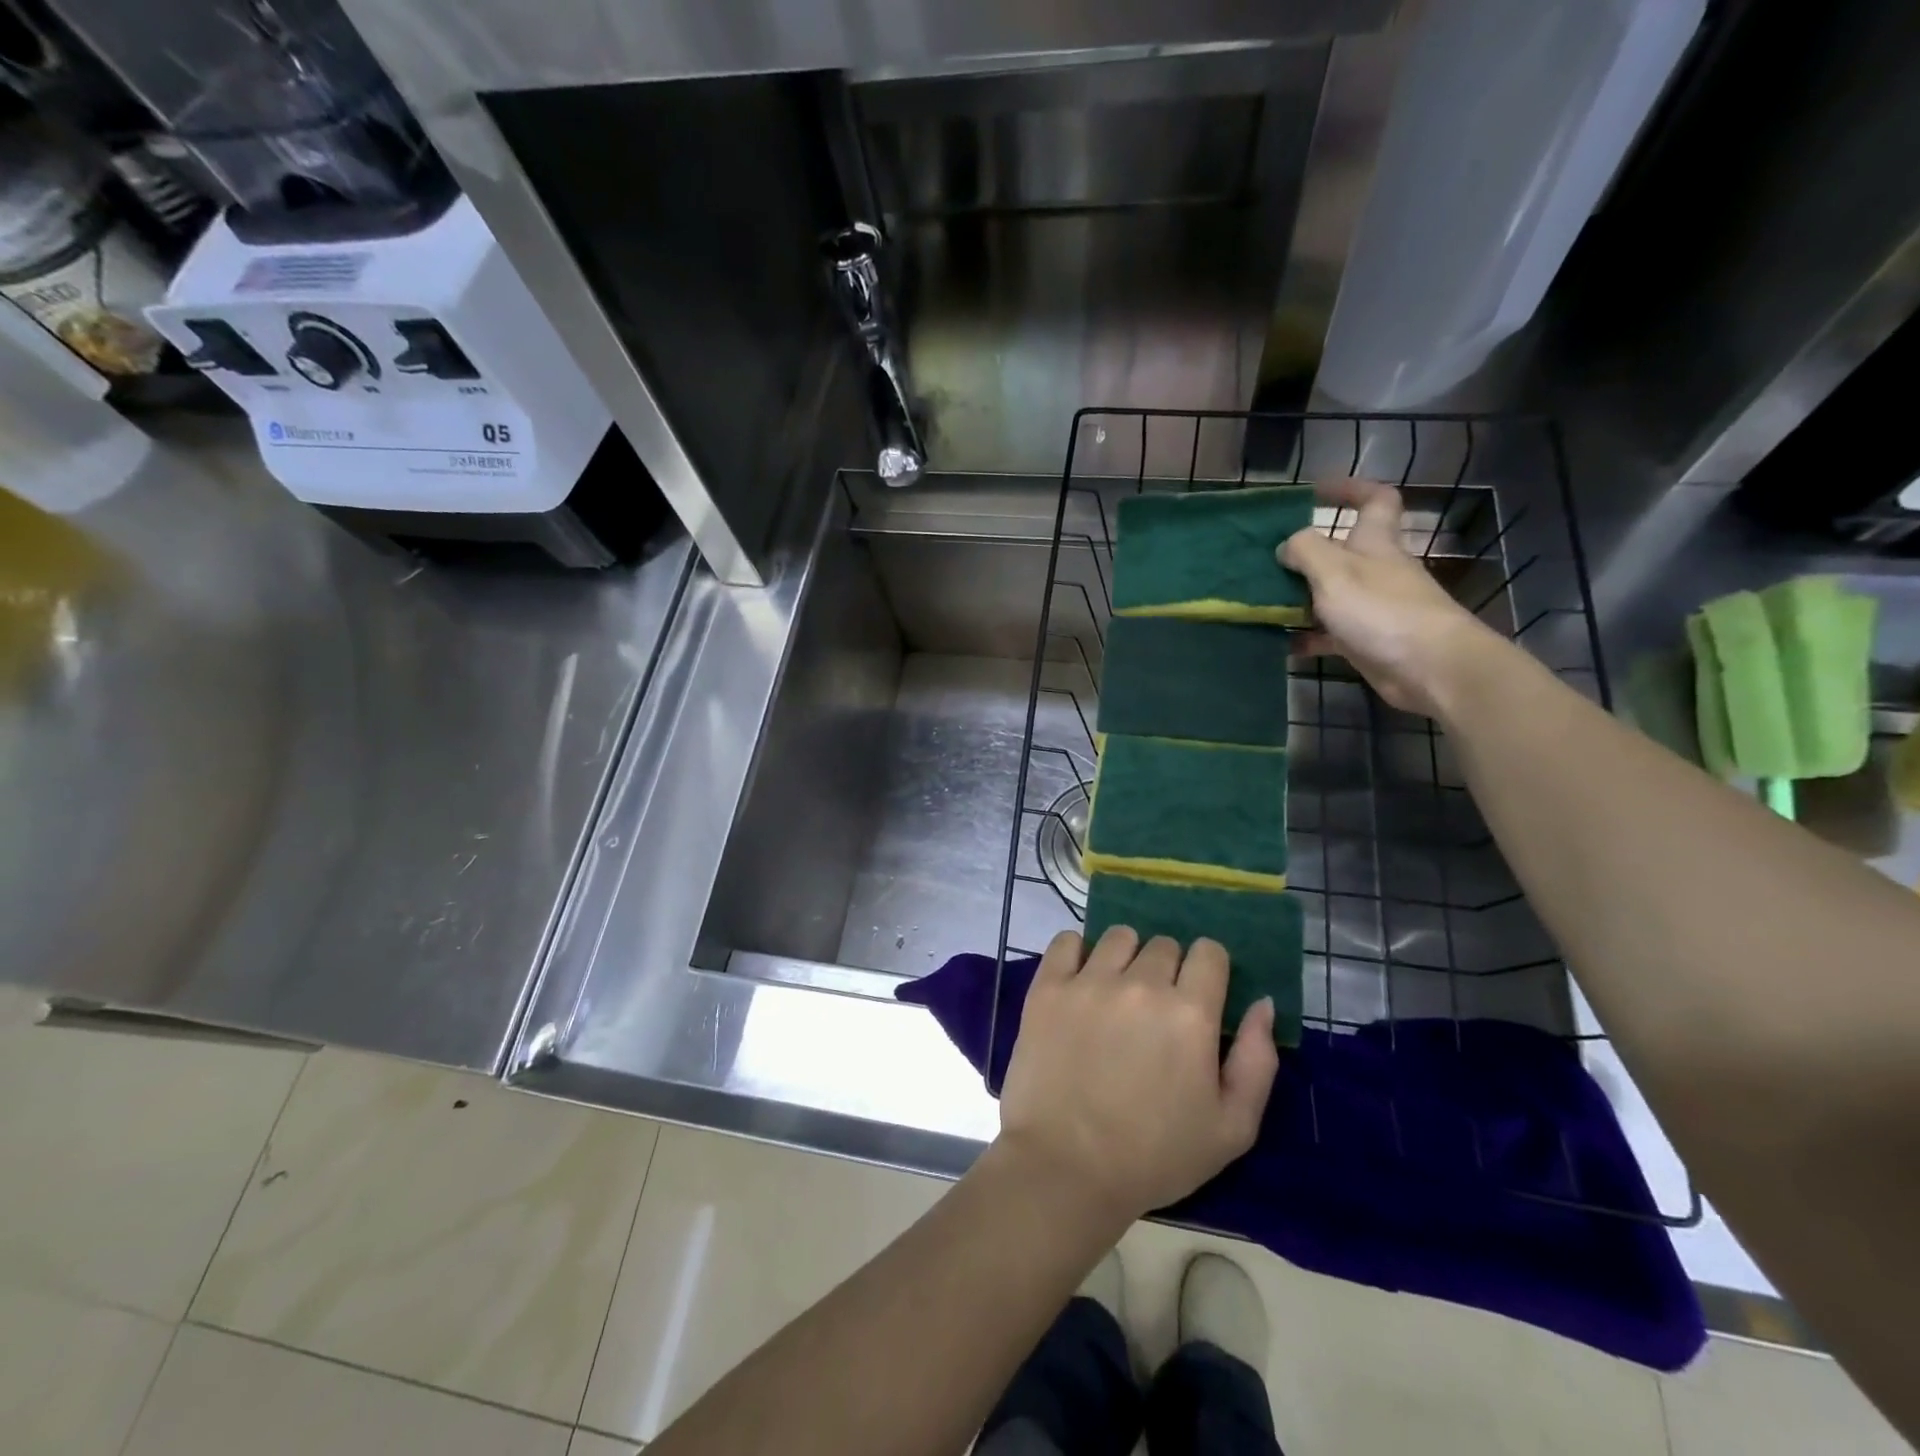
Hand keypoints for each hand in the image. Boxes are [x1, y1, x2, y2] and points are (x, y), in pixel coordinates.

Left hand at [996, 926, 1278, 1226]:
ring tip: (1117, 993)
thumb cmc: (1155, 1156)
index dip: (1208, 970)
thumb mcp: (1232, 1128)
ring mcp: (1089, 982)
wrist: (1065, 1168)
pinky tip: (1079, 979)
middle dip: (1168, 969)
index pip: (1209, 952)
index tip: (1199, 994)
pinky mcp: (1047, 987)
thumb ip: (1258, 1060)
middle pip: (1163, 944)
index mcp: (1190, 1013)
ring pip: (1118, 937)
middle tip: (1156, 1009)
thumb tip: (1264, 1003)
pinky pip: (1065, 941)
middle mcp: (1141, 984)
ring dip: (1125, 957)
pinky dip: (1076, 952)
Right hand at [1280, 477, 1505, 718]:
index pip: (1375, 500)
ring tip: (1262, 602)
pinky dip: (1305, 636)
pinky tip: (1280, 642)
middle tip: (1266, 559)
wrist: (1430, 666)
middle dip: (1305, 554)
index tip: (1315, 492)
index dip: (1350, 489)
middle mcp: (1376, 571)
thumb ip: (1305, 551)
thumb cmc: (1382, 610)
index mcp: (1375, 544)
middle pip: (1340, 552)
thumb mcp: (1335, 571)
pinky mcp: (1366, 641)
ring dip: (1298, 598)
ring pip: (1329, 595)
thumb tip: (1285, 545)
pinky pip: (1328, 633)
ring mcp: (1372, 608)